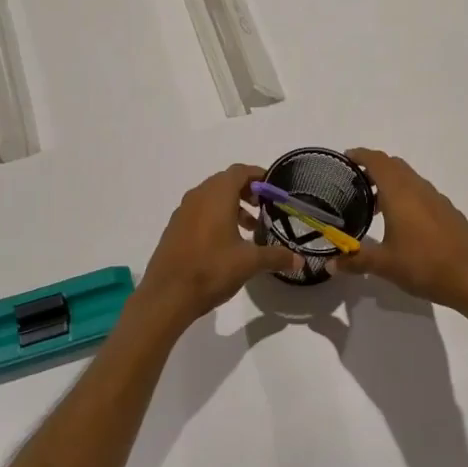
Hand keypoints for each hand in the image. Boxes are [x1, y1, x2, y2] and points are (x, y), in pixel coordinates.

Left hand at [135, 164, 302, 328]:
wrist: (167, 295)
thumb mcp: (249, 263)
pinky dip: (215, 217)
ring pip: (211, 198)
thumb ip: (276, 257)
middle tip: (264, 208)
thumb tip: (300, 261)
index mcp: (216, 196)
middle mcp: (197, 196)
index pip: (239, 171)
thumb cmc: (211, 269)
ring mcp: (183, 212)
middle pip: (224, 182)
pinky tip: (226, 242)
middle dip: (246, 191)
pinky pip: (199, 212)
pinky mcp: (174, 228)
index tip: (273, 188)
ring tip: (249, 228)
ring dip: (231, 206)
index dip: (258, 175)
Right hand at [331, 148, 467, 314]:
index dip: (360, 155)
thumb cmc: (423, 265)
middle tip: (356, 183)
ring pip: (410, 179)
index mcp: (399, 193)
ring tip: (376, 206)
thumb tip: (331, 264)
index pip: (377, 161)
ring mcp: (437, 199)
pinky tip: (404, 223)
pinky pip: (423, 193)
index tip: (346, 158)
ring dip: (391, 183)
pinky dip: (407, 196)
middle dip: (374, 168)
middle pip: (394, 165)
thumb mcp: (384, 265)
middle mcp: (418, 189)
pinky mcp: (449, 212)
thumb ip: (355, 260)